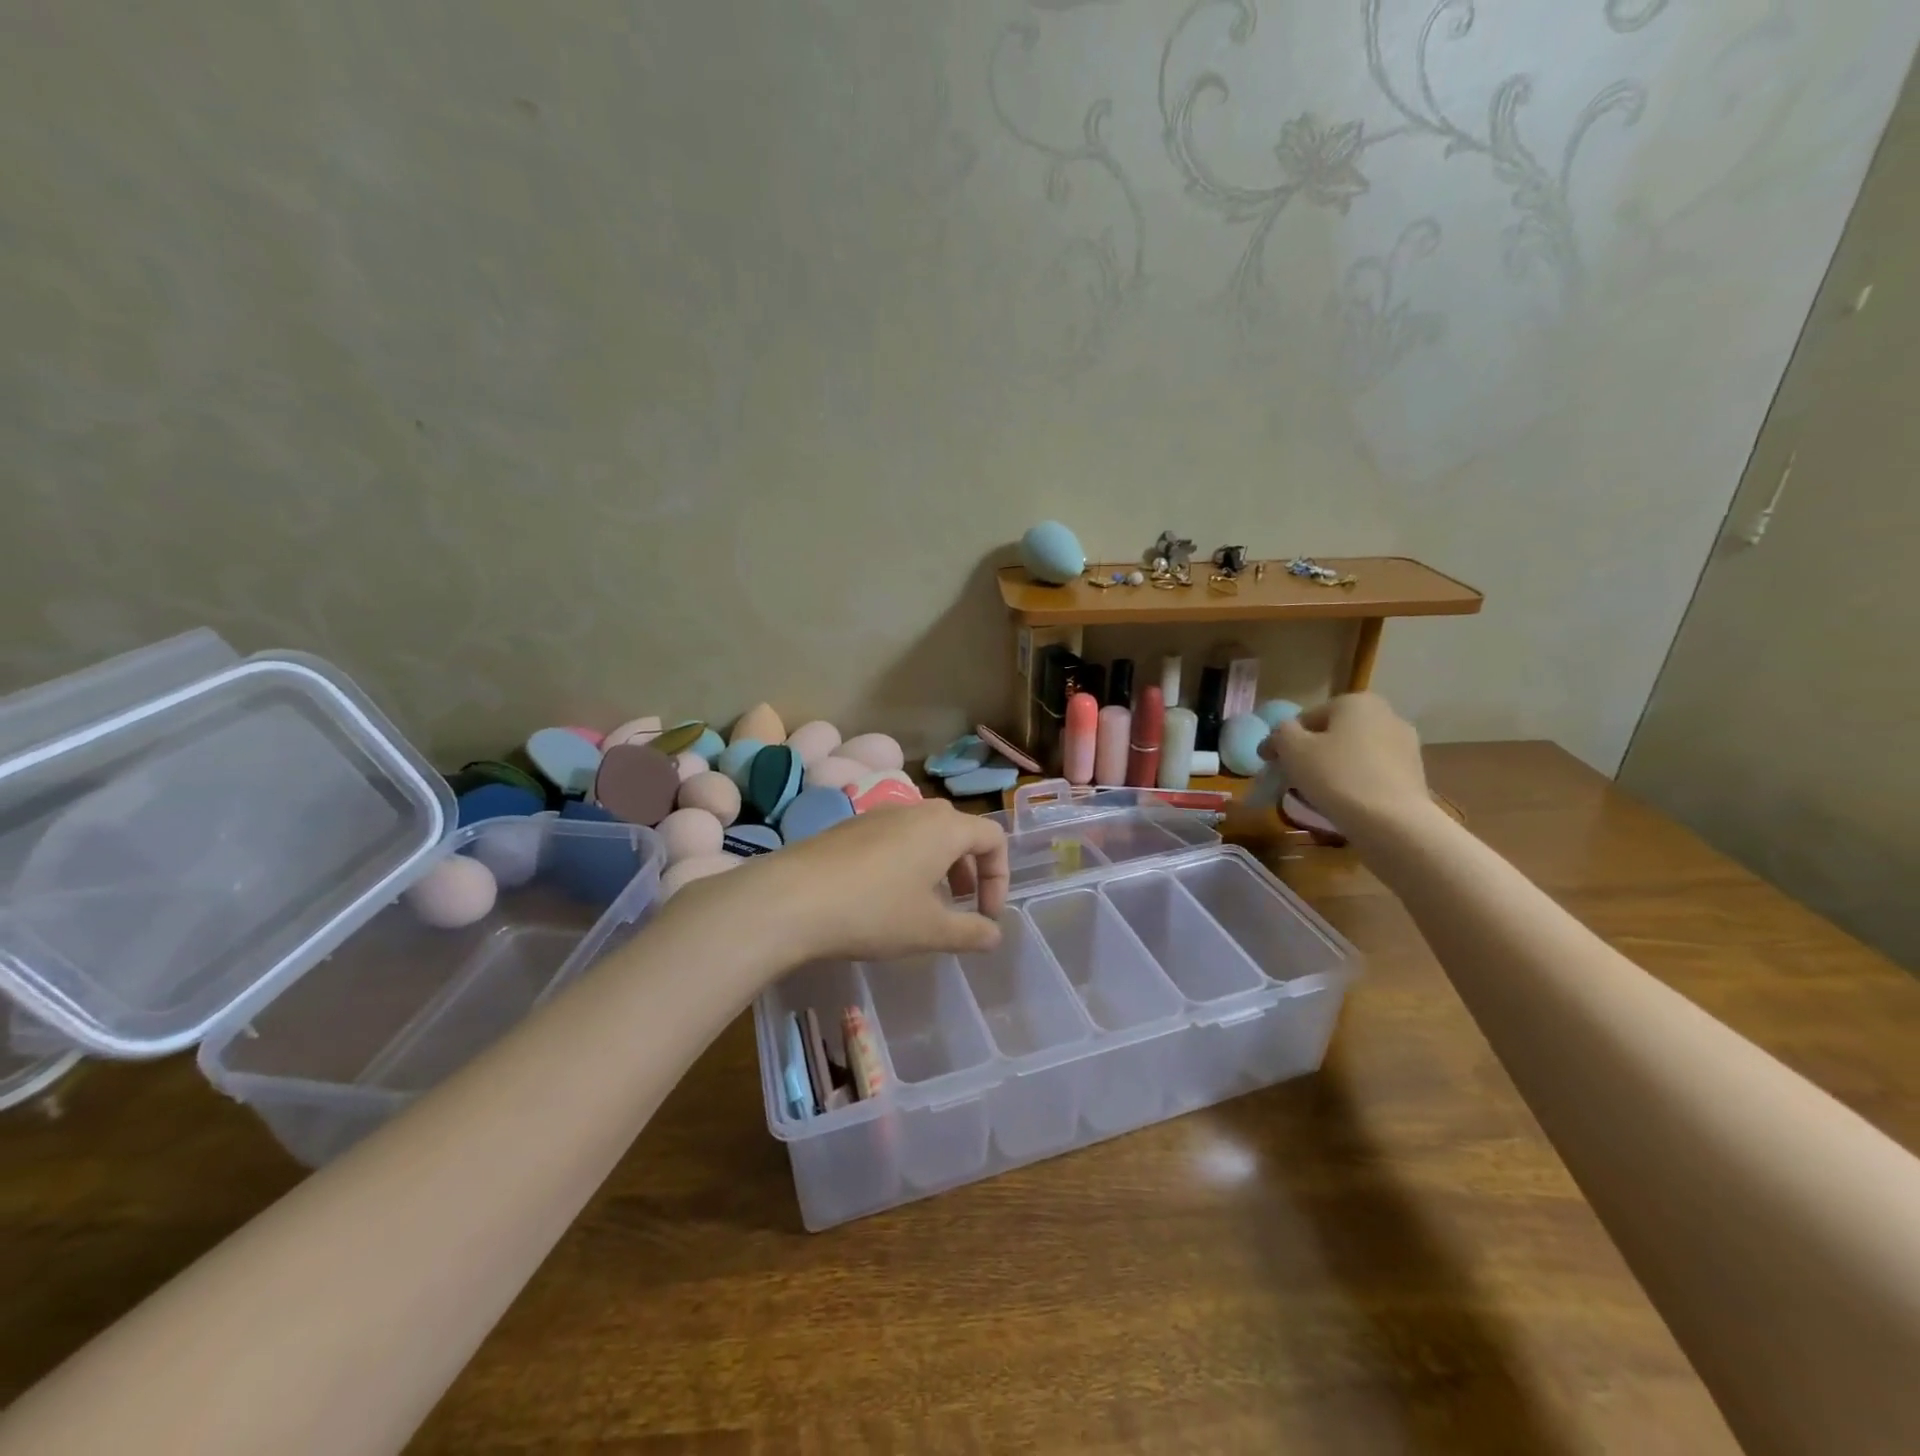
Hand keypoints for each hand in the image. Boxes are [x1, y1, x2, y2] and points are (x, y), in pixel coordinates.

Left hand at [706, 799, 1008, 964]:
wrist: (790, 899)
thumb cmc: (873, 912)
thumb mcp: (929, 931)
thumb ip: (970, 932)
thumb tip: (994, 934)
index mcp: (944, 828)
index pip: (993, 837)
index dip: (1000, 877)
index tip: (986, 915)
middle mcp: (914, 810)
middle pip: (958, 830)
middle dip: (968, 868)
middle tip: (959, 903)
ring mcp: (877, 814)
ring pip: (923, 832)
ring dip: (936, 865)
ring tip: (922, 903)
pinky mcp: (848, 827)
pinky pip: (892, 837)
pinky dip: (904, 861)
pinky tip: (881, 896)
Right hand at [1261, 692, 1429, 831]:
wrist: (1392, 822)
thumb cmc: (1336, 776)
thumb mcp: (1292, 749)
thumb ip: (1280, 733)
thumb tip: (1280, 735)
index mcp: (1356, 702)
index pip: (1306, 718)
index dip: (1283, 741)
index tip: (1269, 763)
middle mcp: (1386, 715)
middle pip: (1333, 734)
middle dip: (1311, 753)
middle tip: (1291, 779)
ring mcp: (1405, 745)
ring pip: (1353, 754)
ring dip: (1333, 768)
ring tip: (1316, 794)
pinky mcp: (1415, 774)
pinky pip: (1372, 773)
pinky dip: (1355, 782)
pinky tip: (1344, 803)